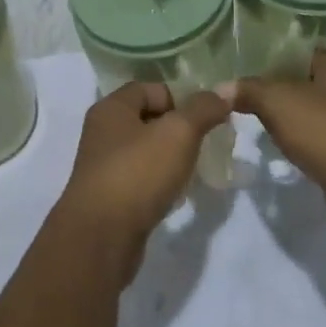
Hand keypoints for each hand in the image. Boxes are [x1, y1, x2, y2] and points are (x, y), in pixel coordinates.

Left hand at [54, 82, 231, 277]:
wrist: (101, 237)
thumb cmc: (138, 173)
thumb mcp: (178, 133)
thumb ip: (202, 109)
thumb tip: (224, 91)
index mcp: (112, 108)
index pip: (150, 89)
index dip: (180, 97)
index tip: (206, 117)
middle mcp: (103, 132)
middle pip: (149, 119)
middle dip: (180, 129)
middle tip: (208, 143)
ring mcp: (104, 167)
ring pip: (146, 151)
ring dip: (172, 157)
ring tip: (196, 169)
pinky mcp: (110, 198)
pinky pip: (141, 180)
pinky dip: (161, 183)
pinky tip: (178, 195)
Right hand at [232, 51, 325, 212]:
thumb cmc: (323, 129)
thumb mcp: (275, 101)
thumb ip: (248, 89)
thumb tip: (222, 88)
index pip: (304, 52)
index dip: (276, 60)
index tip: (250, 72)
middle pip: (312, 82)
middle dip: (286, 90)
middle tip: (254, 99)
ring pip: (321, 112)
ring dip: (299, 118)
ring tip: (268, 125)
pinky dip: (311, 142)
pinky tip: (292, 150)